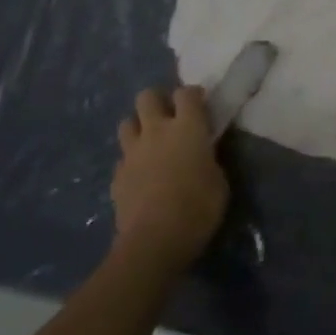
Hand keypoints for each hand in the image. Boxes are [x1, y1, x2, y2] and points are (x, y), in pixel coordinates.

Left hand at [111, 86, 228, 270]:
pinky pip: (123, 157)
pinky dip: (131, 160)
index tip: (200, 105)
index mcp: (187, 128)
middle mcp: (156, 131)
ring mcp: (132, 152)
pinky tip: (141, 174)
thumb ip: (208, 158)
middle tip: (169, 116)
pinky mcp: (117, 175)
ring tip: (151, 142)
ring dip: (139, 127)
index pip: (186, 93)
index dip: (192, 95)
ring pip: (127, 122)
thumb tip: (203, 152)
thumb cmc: (198, 208)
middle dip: (158, 101)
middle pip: (147, 96)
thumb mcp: (219, 180)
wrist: (154, 241)